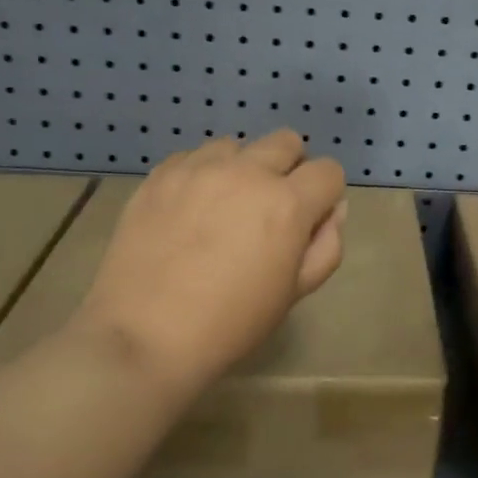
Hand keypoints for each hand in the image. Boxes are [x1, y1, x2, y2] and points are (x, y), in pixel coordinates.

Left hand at [70, 131, 347, 395]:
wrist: (144, 336)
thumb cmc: (230, 324)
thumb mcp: (294, 293)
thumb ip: (325, 246)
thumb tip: (332, 211)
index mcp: (287, 203)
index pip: (328, 171)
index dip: (325, 195)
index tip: (308, 221)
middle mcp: (246, 172)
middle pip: (286, 142)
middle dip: (289, 169)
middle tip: (268, 210)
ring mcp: (198, 168)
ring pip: (237, 146)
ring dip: (242, 168)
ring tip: (223, 207)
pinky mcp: (160, 175)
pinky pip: (194, 156)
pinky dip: (202, 174)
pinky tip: (189, 210)